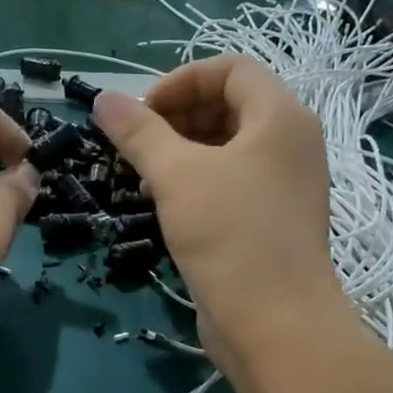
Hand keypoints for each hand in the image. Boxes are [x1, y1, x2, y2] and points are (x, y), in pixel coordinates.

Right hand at [92, 56, 338, 372]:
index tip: (141, 112)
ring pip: (228, 146)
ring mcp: (285, 184)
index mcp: (281, 117)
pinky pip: (232, 181)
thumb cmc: (229, 235)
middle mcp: (290, 143)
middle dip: (177, 116)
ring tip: (144, 176)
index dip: (180, 80)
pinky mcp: (272, 219)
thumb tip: (102, 98)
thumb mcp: (176, 175)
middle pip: (230, 105)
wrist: (275, 324)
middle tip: (137, 144)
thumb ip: (138, 132)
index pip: (231, 68)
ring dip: (181, 150)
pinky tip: (164, 205)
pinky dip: (197, 181)